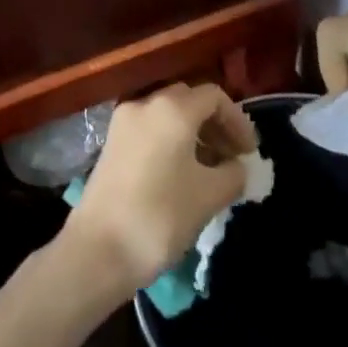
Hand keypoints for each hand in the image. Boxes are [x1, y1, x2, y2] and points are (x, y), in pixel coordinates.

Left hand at [61, 84, 258, 299]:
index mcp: (173, 109)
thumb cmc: (160, 216)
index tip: (249, 153)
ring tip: (210, 169)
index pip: (214, 97)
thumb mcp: (209, 196)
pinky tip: (181, 173)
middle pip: (189, 100)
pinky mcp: (111, 143)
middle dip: (215, 124)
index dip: (237, 121)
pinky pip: (149, 129)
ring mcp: (123, 122)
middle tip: (232, 156)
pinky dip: (170, 141)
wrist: (98, 249)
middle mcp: (146, 104)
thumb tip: (238, 166)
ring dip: (193, 133)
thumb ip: (233, 174)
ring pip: (167, 114)